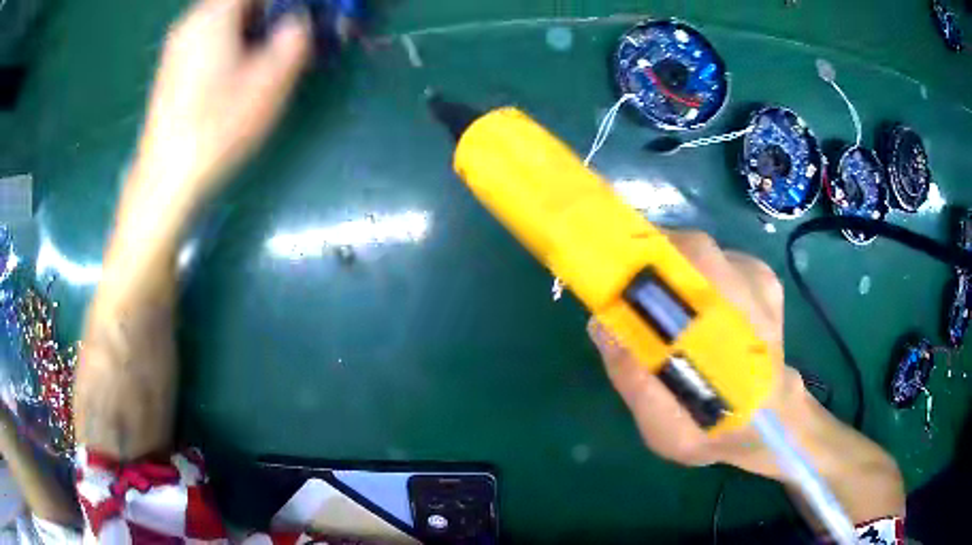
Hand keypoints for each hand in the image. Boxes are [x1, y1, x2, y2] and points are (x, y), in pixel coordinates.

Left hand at [132, 0, 310, 207]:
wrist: (165, 179)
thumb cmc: (216, 129)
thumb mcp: (269, 82)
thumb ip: (294, 39)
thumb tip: (297, 22)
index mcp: (213, 15)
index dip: (284, 1)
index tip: (303, 15)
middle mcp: (191, 22)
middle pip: (238, 2)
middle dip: (269, 12)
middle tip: (290, 33)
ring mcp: (177, 46)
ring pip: (223, 17)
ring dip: (252, 25)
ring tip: (269, 52)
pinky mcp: (171, 68)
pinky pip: (208, 36)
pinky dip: (231, 39)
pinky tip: (240, 68)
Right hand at [589, 230, 904, 524]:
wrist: (782, 430)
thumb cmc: (732, 438)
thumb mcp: (672, 435)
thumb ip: (637, 384)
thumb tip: (603, 326)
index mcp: (737, 326)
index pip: (685, 263)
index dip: (638, 251)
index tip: (602, 257)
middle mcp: (750, 287)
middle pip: (683, 245)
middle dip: (646, 266)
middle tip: (631, 308)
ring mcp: (759, 280)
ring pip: (696, 249)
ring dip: (670, 280)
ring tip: (673, 330)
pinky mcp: (761, 281)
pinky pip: (713, 263)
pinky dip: (694, 283)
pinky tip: (704, 324)